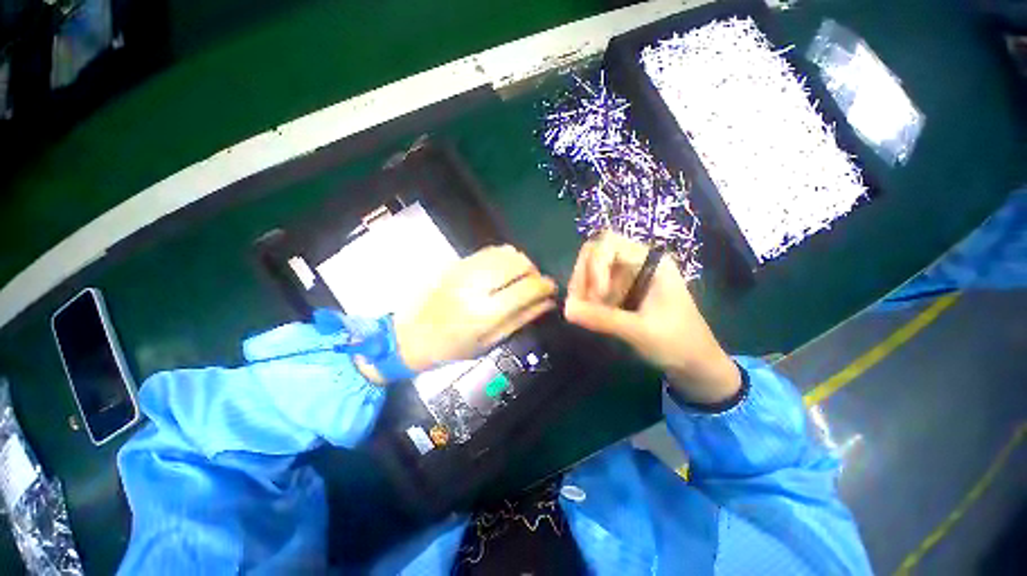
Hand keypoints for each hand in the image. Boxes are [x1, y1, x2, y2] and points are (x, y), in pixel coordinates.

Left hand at [394, 245, 556, 372]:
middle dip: (535, 272)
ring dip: (521, 262)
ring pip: (507, 252)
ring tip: (520, 278)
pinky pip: (491, 250)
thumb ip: (521, 319)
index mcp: (485, 312)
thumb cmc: (453, 347)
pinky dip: (505, 257)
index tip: (551, 289)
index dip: (545, 286)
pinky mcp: (458, 262)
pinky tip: (504, 270)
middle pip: (519, 263)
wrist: (412, 335)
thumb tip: (548, 302)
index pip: (527, 288)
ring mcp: (466, 269)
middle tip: (535, 285)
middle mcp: (477, 285)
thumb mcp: (490, 342)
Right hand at [564, 232, 740, 404]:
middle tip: (580, 305)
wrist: (696, 364)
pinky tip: (591, 315)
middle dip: (583, 277)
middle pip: (594, 253)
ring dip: (582, 289)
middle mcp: (636, 262)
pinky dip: (587, 298)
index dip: (595, 266)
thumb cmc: (678, 343)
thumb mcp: (641, 331)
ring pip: (590, 269)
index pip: (608, 243)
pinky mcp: (621, 291)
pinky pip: (594, 285)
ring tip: (586, 314)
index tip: (598, 297)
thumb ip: (603, 319)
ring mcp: (627, 276)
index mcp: (649, 262)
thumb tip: (566, 309)